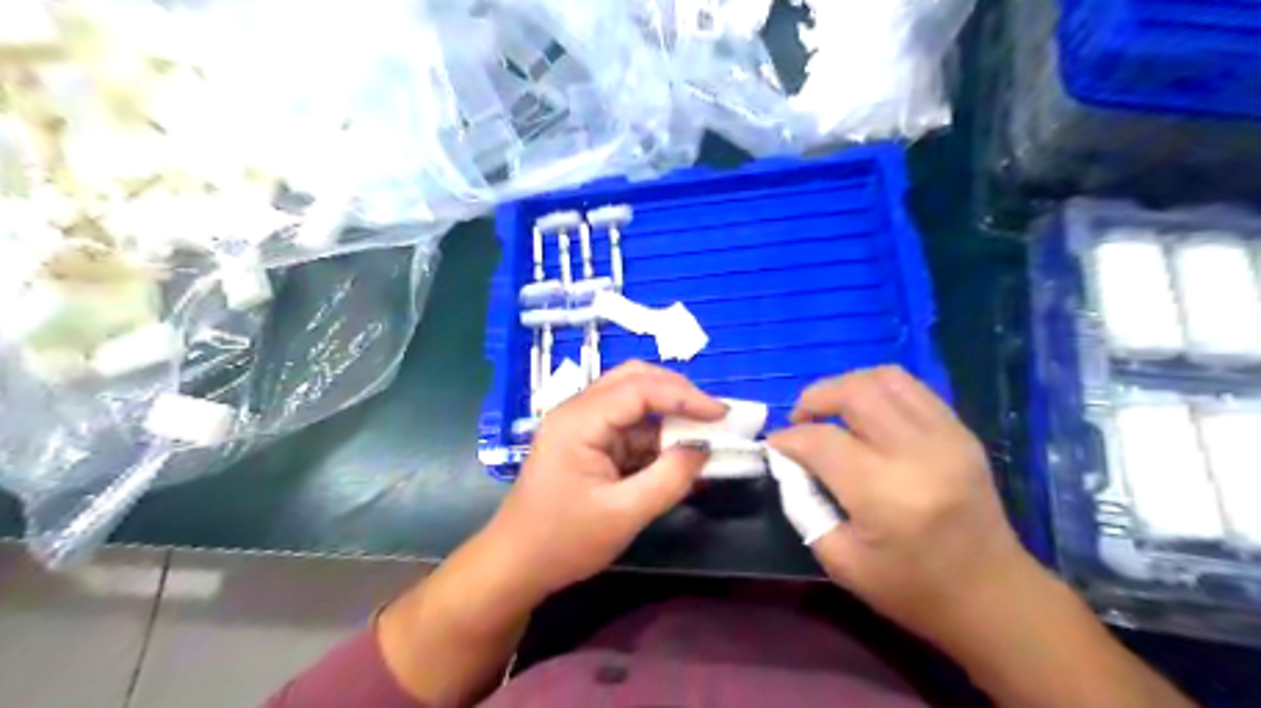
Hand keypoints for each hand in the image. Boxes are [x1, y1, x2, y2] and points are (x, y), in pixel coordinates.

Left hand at [484, 363, 723, 599]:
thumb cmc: (564, 541)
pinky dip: (654, 433)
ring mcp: (580, 424)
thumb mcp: (624, 514)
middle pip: (634, 379)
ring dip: (667, 411)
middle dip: (677, 392)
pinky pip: (627, 424)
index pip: (639, 388)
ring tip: (701, 430)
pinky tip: (676, 451)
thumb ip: (669, 478)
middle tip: (711, 414)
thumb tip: (703, 448)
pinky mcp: (587, 440)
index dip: (684, 396)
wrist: (517, 564)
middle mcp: (577, 410)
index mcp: (579, 420)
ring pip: (632, 398)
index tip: (721, 414)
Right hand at [768, 367, 1034, 644]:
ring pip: (885, 379)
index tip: (775, 445)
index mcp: (886, 494)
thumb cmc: (910, 588)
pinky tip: (866, 412)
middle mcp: (919, 454)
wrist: (992, 595)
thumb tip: (788, 461)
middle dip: (815, 397)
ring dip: (846, 386)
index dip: (789, 438)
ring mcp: (947, 437)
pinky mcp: (962, 432)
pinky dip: (878, 389)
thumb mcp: (839, 559)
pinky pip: (912, 388)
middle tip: (800, 418)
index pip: (822, 442)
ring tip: (831, 409)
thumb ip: (803, 505)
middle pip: (855, 394)